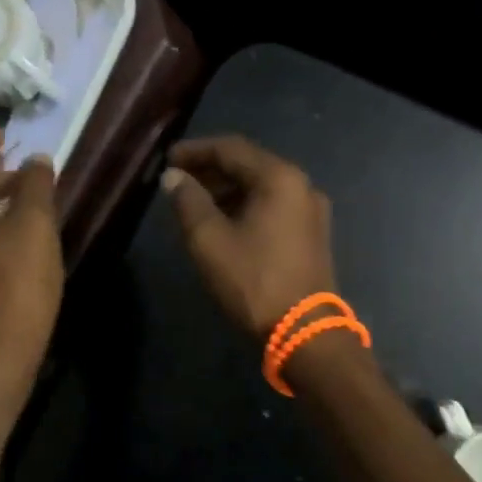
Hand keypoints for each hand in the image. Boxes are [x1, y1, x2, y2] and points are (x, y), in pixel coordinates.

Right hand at [160, 135, 337, 337]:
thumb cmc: (254, 281)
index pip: (231, 149)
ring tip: (195, 202)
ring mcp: (311, 210)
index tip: (168, 159)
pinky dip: (246, 205)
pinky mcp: (312, 233)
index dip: (196, 151)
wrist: (305, 332)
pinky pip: (274, 206)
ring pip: (262, 187)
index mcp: (280, 178)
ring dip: (228, 189)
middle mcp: (301, 185)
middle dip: (211, 170)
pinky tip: (224, 221)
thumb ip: (188, 202)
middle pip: (250, 165)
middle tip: (178, 180)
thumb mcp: (210, 240)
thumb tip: (174, 177)